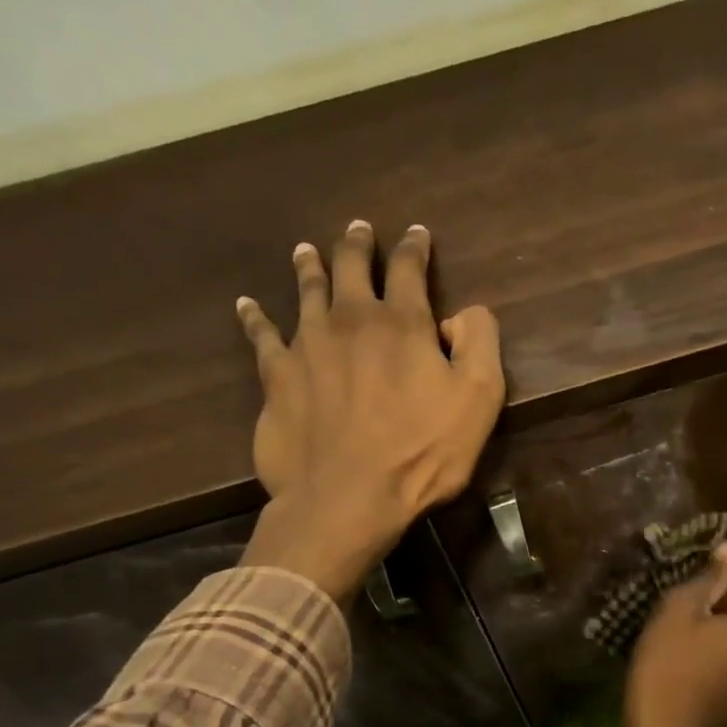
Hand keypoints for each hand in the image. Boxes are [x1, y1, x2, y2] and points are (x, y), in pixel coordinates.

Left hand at [235, 221, 504, 598]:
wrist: (348, 498)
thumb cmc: (422, 453)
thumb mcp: (480, 399)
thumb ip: (480, 343)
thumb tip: (464, 314)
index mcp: (402, 323)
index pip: (408, 269)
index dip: (414, 247)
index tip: (416, 233)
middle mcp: (351, 320)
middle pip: (351, 266)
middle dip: (358, 244)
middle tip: (358, 228)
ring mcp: (307, 345)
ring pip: (306, 290)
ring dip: (310, 266)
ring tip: (308, 251)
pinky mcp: (276, 377)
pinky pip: (261, 336)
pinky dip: (254, 317)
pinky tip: (246, 305)